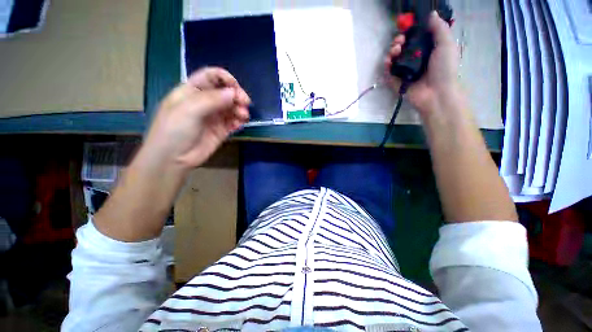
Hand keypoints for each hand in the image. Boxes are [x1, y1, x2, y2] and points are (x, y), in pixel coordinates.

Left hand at [142, 68, 250, 170]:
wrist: (173, 159)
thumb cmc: (174, 130)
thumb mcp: (188, 110)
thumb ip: (211, 99)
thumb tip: (233, 93)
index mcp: (192, 91)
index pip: (211, 77)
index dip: (225, 78)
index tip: (236, 88)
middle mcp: (205, 102)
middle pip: (225, 92)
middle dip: (237, 96)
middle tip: (245, 103)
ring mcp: (214, 117)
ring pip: (232, 107)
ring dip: (240, 109)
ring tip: (243, 117)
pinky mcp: (221, 130)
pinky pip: (233, 122)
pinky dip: (239, 121)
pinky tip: (240, 125)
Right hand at [385, 11, 460, 116]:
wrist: (437, 93)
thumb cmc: (444, 68)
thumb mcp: (446, 44)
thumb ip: (439, 29)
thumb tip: (431, 14)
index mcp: (427, 50)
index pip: (414, 38)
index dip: (409, 32)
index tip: (407, 29)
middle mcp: (415, 59)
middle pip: (402, 47)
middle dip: (398, 41)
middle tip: (400, 41)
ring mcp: (405, 71)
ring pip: (394, 58)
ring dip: (392, 51)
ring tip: (395, 50)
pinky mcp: (396, 81)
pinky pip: (388, 72)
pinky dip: (386, 66)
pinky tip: (388, 61)